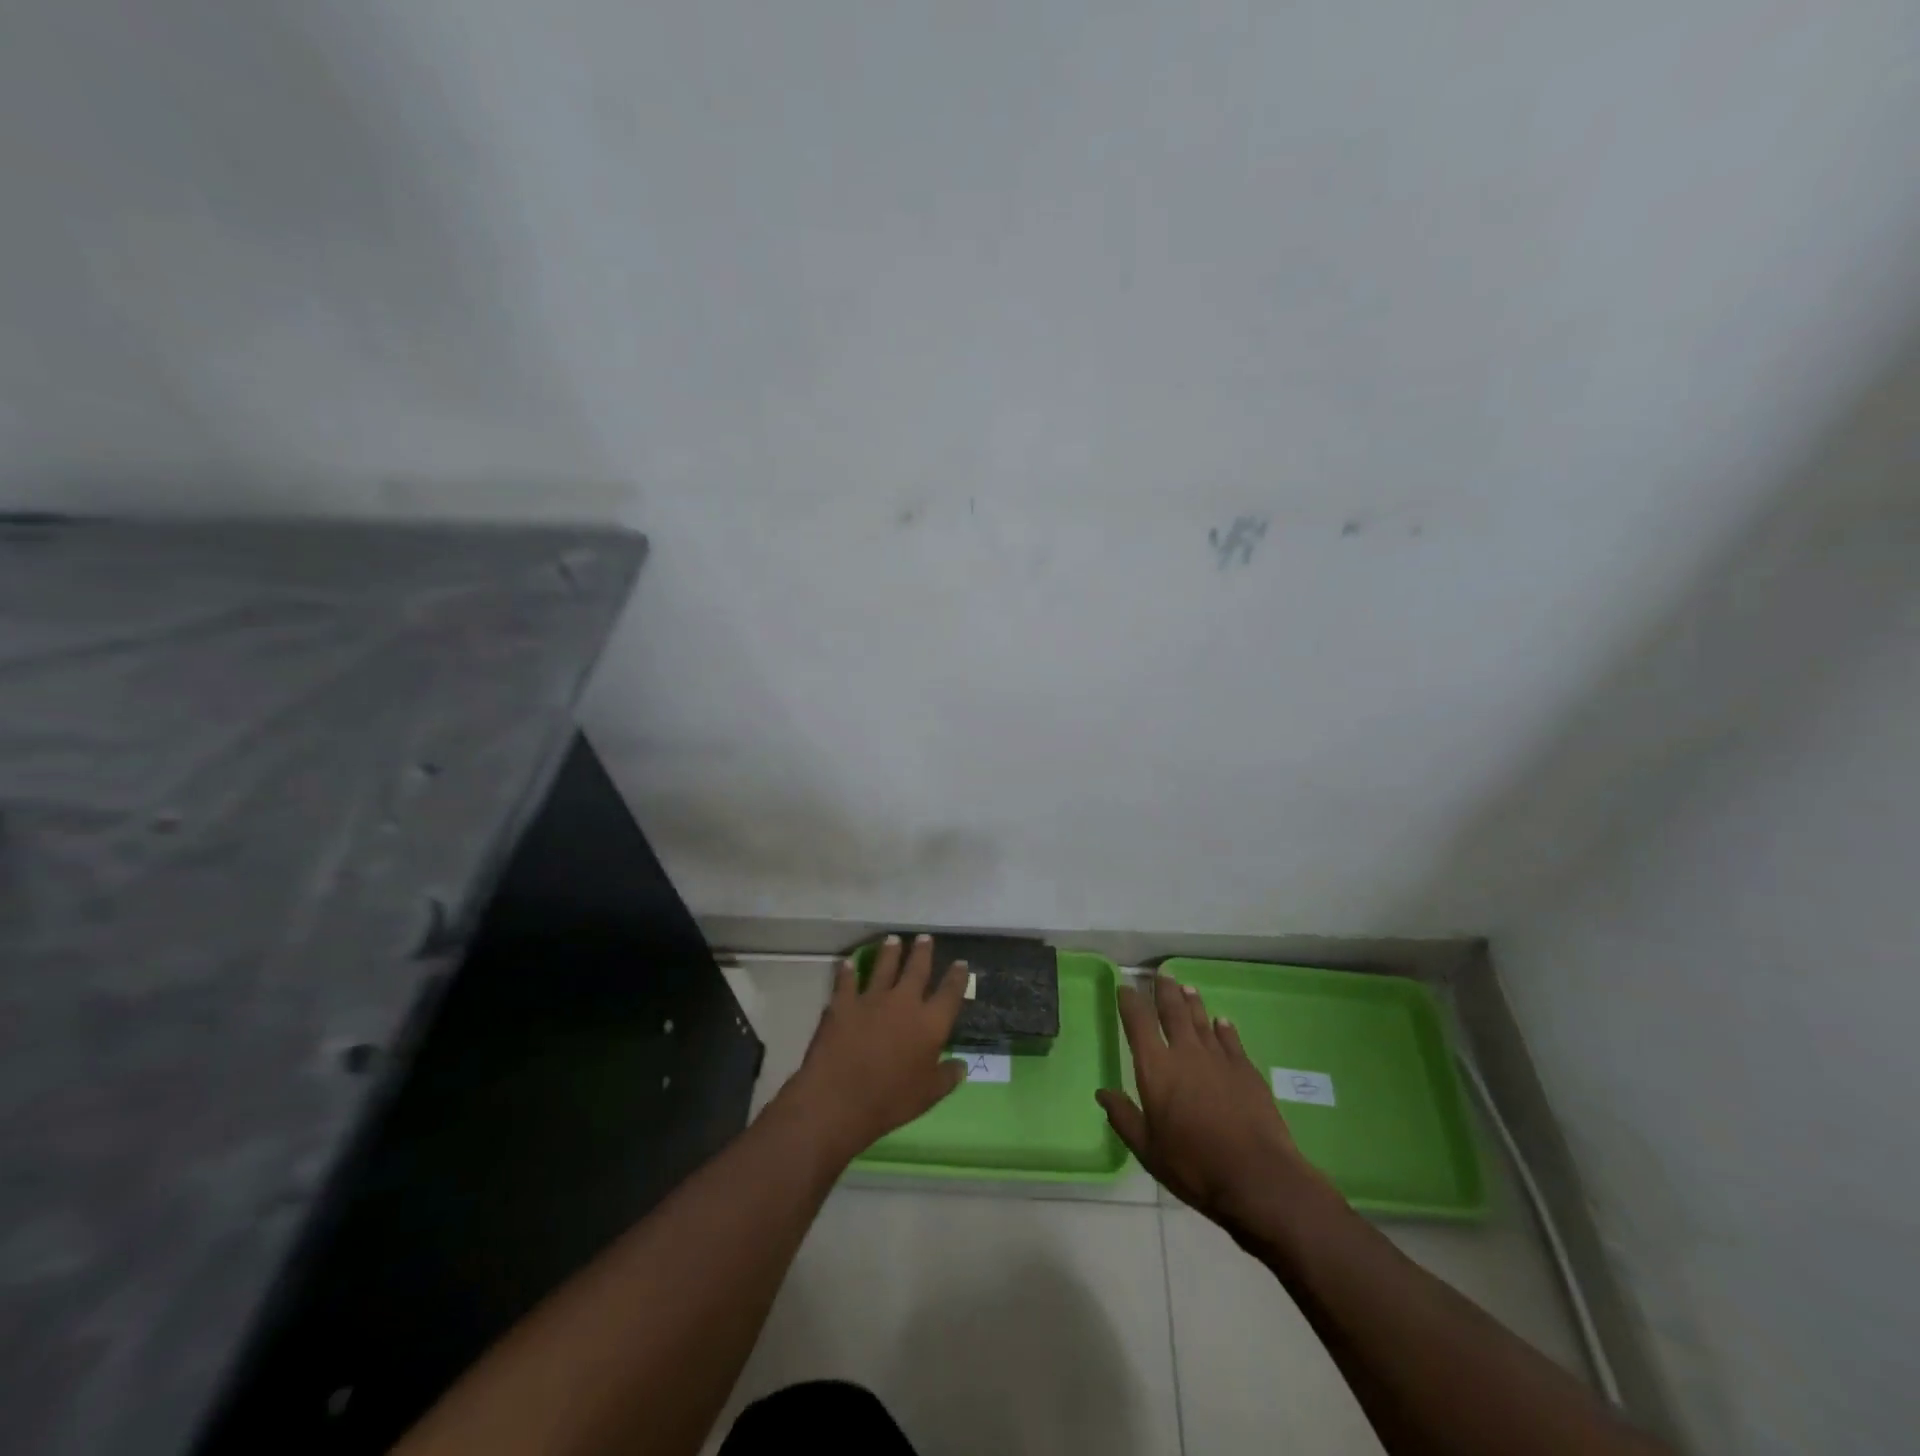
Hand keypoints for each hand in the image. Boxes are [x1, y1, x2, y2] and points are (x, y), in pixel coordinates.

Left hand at [782, 935, 968, 1160]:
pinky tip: (849, 962)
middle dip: (923, 952)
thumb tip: (962, 1066)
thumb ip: (947, 1078)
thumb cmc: (890, 1101)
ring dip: (890, 952)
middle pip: (917, 969)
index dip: (957, 977)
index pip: (950, 993)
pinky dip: (848, 971)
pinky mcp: (843, 1003)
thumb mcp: (928, 1096)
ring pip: (884, 966)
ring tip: (893, 939)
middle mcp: (904, 1002)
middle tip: (925, 937)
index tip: (960, 963)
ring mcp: (872, 999)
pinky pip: (847, 980)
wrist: (839, 1099)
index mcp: (931, 1023)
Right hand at [1098, 975, 1337, 1240]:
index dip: (1129, 1001)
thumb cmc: (1194, 1166)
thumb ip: (1124, 1118)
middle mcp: (1185, 1052)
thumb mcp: (1148, 1150)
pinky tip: (1222, 1022)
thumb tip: (1102, 1093)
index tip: (1124, 988)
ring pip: (1201, 1020)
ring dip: (1192, 1002)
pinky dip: (1223, 1028)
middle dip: (1164, 991)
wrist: (1257, 1176)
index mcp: (1156, 1068)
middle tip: (1161, 975)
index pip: (1138, 1022)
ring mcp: (1218, 1058)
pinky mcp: (1246, 1069)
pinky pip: (1230, 1039)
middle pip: (1172, 1011)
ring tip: (1187, 988)